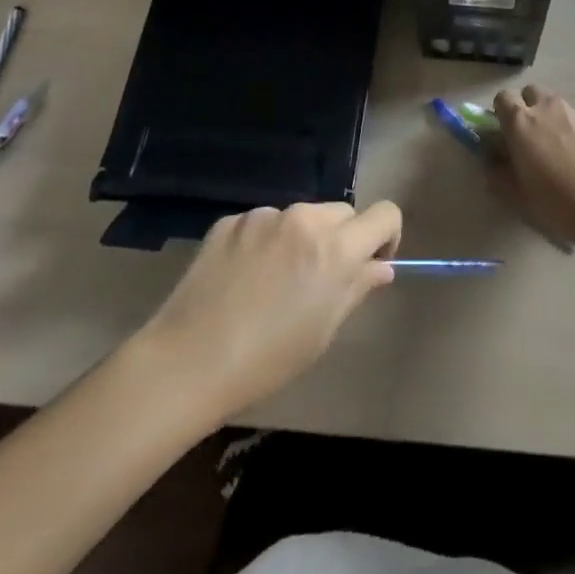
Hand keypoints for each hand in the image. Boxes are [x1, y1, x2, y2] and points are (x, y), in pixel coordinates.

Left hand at [140, 200, 402, 420]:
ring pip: (302, 215)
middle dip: (343, 238)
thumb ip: (357, 288)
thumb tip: (380, 267)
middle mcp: (304, 218)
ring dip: (303, 238)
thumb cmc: (267, 359)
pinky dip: (266, 242)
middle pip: (343, 212)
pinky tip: (244, 278)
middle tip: (321, 278)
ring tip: (276, 282)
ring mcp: (265, 215)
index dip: (387, 236)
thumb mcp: (323, 331)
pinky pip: (264, 223)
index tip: (372, 262)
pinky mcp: (232, 220)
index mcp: (335, 247)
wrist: (188, 361)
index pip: (385, 213)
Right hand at [491, 86, 574, 249]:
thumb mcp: (517, 194)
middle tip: (530, 138)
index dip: (501, 114)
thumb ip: (497, 172)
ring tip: (557, 150)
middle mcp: (547, 108)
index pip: (502, 98)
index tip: (505, 135)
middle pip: (530, 93)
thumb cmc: (557, 201)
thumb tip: (490, 159)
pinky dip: (572, 130)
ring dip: (550, 118)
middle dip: (527, 108)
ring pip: (555, 105)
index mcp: (521, 122)